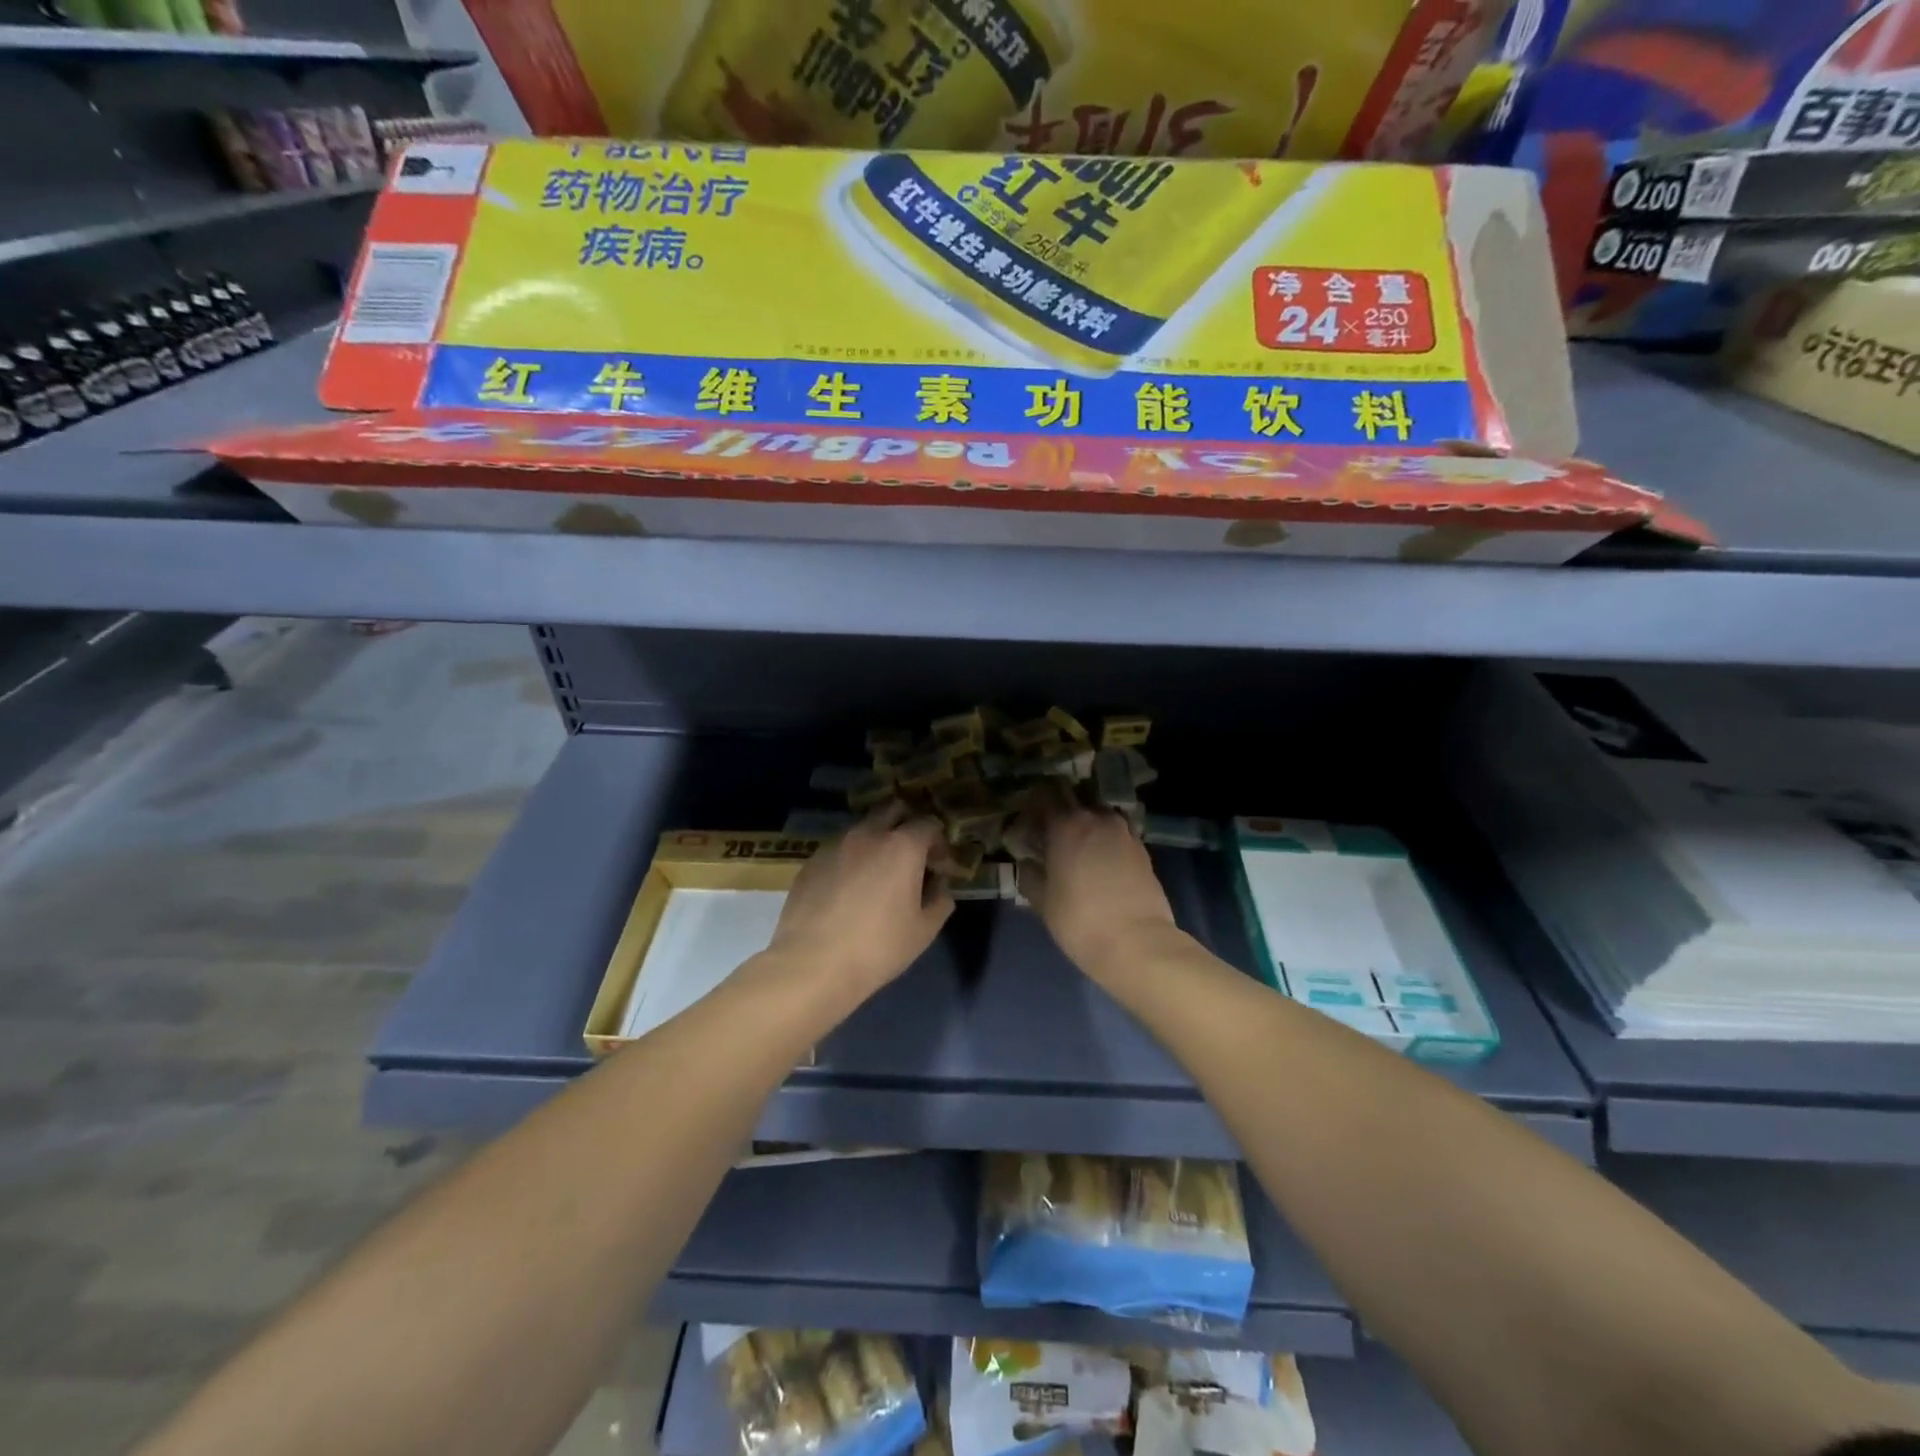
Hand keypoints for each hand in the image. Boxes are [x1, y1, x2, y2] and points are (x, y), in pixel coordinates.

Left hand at [765, 803, 953, 1005]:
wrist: (811, 964)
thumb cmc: (878, 947)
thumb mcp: (923, 931)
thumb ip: (940, 900)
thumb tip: (938, 885)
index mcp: (902, 847)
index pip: (928, 824)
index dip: (939, 843)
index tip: (940, 867)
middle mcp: (868, 835)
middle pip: (892, 810)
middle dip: (907, 825)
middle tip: (911, 856)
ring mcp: (835, 845)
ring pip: (863, 829)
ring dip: (876, 842)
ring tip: (878, 875)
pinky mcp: (811, 862)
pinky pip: (839, 850)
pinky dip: (851, 860)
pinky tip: (848, 890)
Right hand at [1018, 789, 1176, 979]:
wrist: (1137, 942)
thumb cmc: (1079, 920)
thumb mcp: (1042, 901)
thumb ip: (1030, 874)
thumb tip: (1028, 862)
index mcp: (1067, 824)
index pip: (1045, 796)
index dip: (1034, 805)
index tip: (1028, 821)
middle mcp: (1097, 819)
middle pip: (1075, 801)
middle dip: (1061, 813)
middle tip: (1051, 836)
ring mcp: (1124, 832)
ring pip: (1099, 816)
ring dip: (1087, 826)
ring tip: (1078, 850)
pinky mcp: (1143, 849)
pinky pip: (1117, 834)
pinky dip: (1106, 841)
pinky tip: (1101, 864)